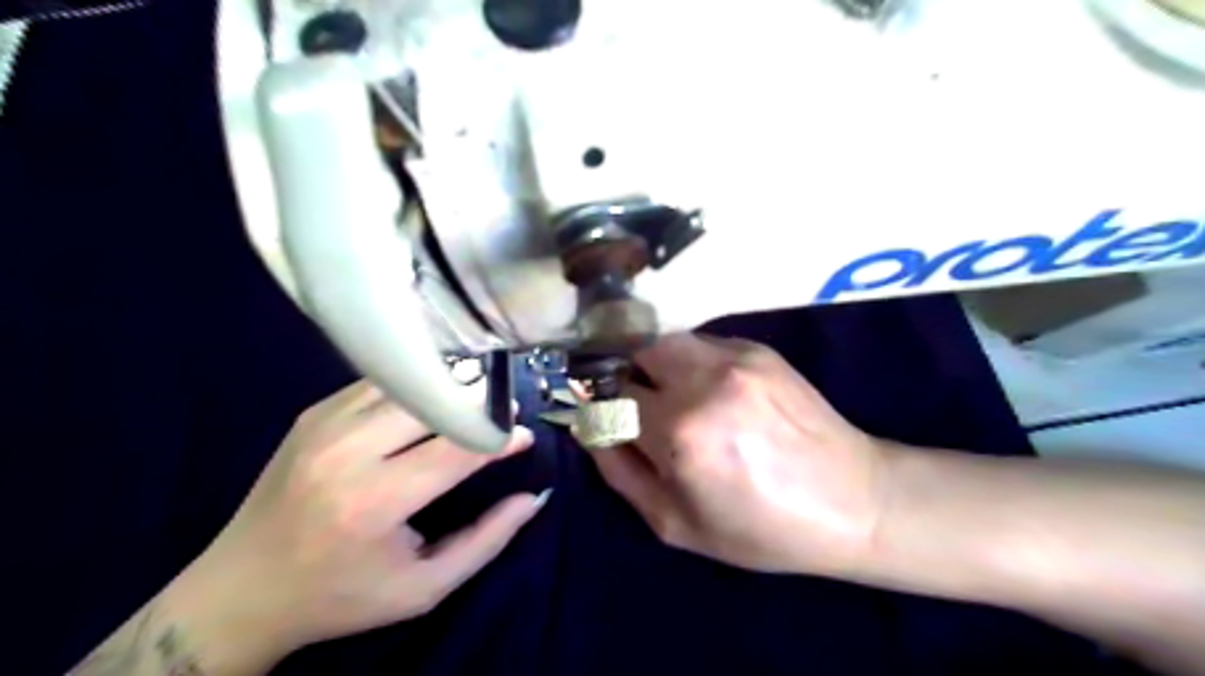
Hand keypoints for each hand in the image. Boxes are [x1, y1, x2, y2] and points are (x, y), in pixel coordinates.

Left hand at [185, 380, 541, 660]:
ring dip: (448, 389)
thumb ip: (487, 541)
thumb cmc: (340, 597)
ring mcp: (324, 424)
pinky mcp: (313, 413)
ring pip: (408, 383)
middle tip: (501, 416)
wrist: (239, 592)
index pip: (457, 448)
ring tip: (473, 404)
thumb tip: (533, 497)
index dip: (499, 437)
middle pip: (434, 402)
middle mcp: (346, 451)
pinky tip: (431, 403)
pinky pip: (380, 384)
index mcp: (373, 502)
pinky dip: (415, 387)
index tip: (524, 435)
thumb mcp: (423, 588)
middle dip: (478, 404)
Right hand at [593, 333, 880, 573]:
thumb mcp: (675, 523)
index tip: (607, 419)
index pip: (611, 396)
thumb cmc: (760, 528)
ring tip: (677, 398)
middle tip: (644, 408)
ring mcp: (735, 359)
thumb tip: (589, 428)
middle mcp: (703, 383)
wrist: (852, 502)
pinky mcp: (759, 350)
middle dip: (630, 379)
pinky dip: (693, 363)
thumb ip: (620, 472)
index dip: (602, 408)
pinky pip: (703, 344)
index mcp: (679, 433)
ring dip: (659, 366)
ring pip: (668, 342)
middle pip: (635, 353)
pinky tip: (716, 393)